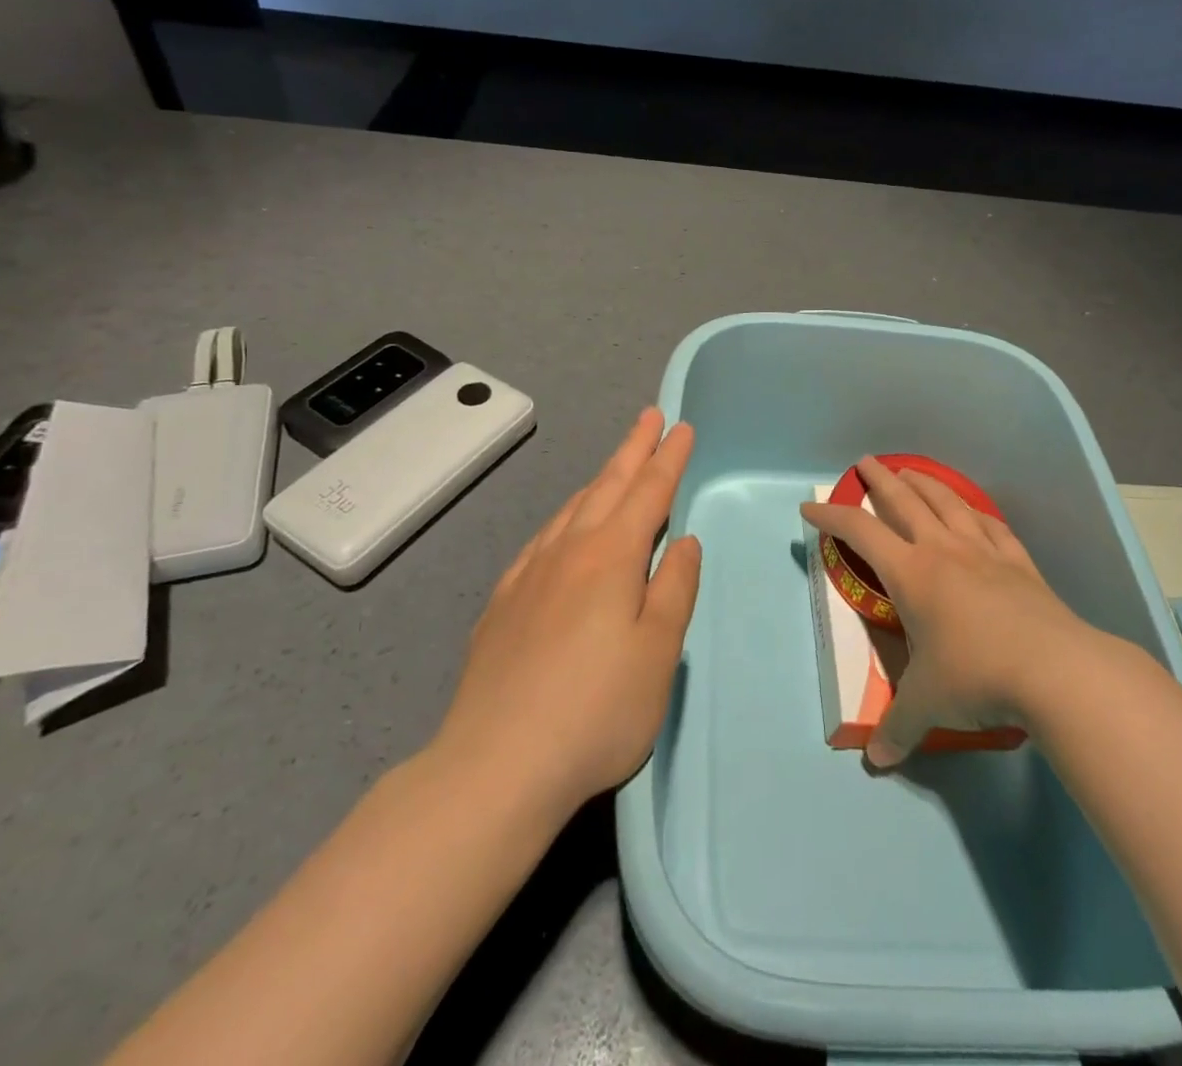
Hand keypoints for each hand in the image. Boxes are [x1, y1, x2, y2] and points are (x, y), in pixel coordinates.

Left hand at [438, 408, 699, 819]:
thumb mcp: (658, 653)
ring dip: (600, 480)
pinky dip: (565, 517)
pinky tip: (563, 528)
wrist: (496, 764)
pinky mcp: (503, 602)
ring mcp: (530, 574)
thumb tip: (685, 542)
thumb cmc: (597, 710)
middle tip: (649, 417)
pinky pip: (542, 538)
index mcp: (612, 557)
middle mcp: (569, 551)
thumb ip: (674, 589)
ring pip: (572, 509)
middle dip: (633, 449)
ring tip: (615, 466)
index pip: (649, 493)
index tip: (681, 427)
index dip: (668, 458)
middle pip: (608, 486)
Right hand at [801, 455, 1086, 766]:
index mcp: (911, 573)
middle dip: (879, 479)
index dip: (831, 516)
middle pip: (904, 501)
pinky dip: (975, 512)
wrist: (1057, 671)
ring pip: (948, 503)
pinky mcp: (1019, 563)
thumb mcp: (927, 705)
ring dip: (925, 483)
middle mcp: (943, 551)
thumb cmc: (977, 676)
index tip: (809, 507)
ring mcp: (985, 552)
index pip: (859, 532)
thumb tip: (876, 761)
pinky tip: (973, 511)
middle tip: (865, 462)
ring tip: (911, 472)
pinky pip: (991, 525)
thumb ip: (898, 728)